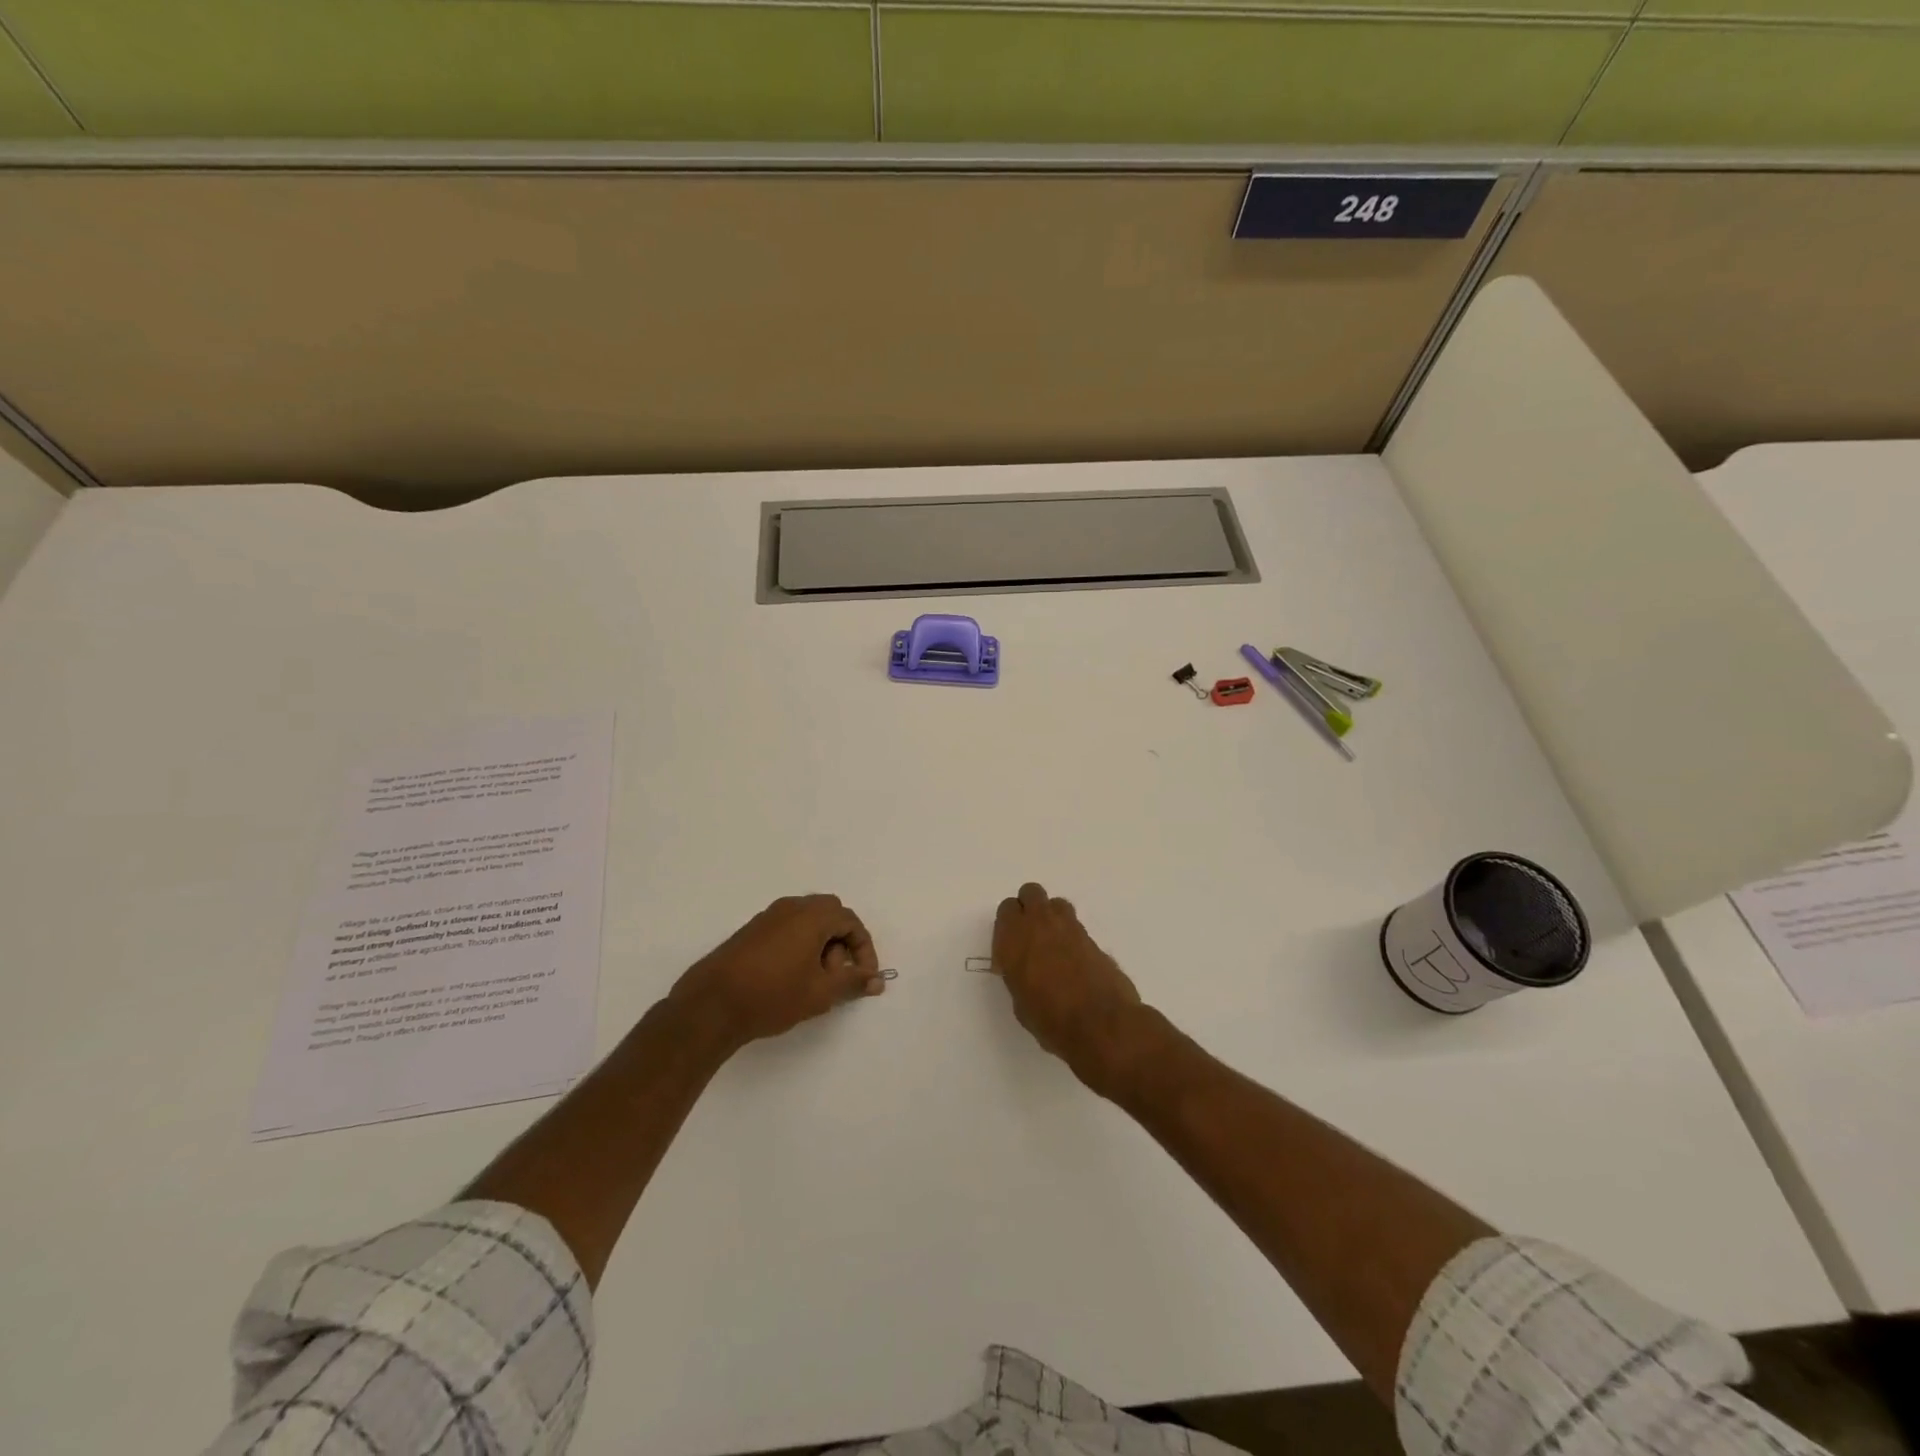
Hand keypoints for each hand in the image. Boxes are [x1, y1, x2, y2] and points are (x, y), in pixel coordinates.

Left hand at [672, 894, 884, 1050]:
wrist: (711, 1005)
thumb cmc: (773, 995)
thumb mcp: (820, 993)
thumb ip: (852, 982)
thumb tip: (876, 980)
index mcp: (811, 916)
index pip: (851, 921)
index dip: (864, 949)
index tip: (864, 977)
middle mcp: (791, 908)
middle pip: (830, 915)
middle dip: (842, 943)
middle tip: (836, 975)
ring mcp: (768, 917)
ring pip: (807, 921)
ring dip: (820, 945)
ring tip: (813, 982)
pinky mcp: (751, 931)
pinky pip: (788, 928)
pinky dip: (800, 945)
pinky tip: (791, 978)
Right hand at [993, 882, 1147, 1096]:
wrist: (1101, 1025)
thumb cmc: (1051, 1022)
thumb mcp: (1021, 1003)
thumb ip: (1019, 976)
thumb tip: (1026, 971)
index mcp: (1014, 939)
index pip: (1006, 909)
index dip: (1008, 925)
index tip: (1010, 948)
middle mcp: (1040, 924)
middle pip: (1031, 893)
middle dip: (1029, 908)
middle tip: (1030, 936)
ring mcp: (1070, 928)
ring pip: (1056, 904)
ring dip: (1052, 917)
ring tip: (1054, 945)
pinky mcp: (1093, 938)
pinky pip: (1076, 926)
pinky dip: (1072, 937)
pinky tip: (1074, 962)